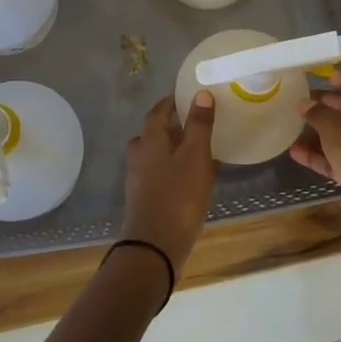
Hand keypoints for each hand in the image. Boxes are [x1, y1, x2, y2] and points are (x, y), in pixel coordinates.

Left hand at [120, 93, 217, 274]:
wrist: (154, 247)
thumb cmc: (177, 196)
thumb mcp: (195, 157)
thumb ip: (199, 125)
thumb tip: (202, 93)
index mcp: (149, 140)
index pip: (157, 112)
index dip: (171, 103)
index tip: (186, 97)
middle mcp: (138, 156)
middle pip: (154, 134)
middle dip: (173, 128)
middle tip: (196, 126)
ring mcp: (138, 180)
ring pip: (156, 156)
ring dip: (174, 151)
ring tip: (199, 153)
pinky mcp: (144, 200)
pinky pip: (160, 176)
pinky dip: (174, 171)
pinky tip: (193, 181)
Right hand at [289, 74, 340, 246]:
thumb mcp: (333, 126)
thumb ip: (316, 113)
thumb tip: (304, 102)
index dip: (332, 76)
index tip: (309, 76)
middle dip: (322, 104)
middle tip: (295, 102)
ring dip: (318, 132)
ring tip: (290, 128)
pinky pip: (338, 158)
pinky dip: (319, 156)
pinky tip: (295, 153)